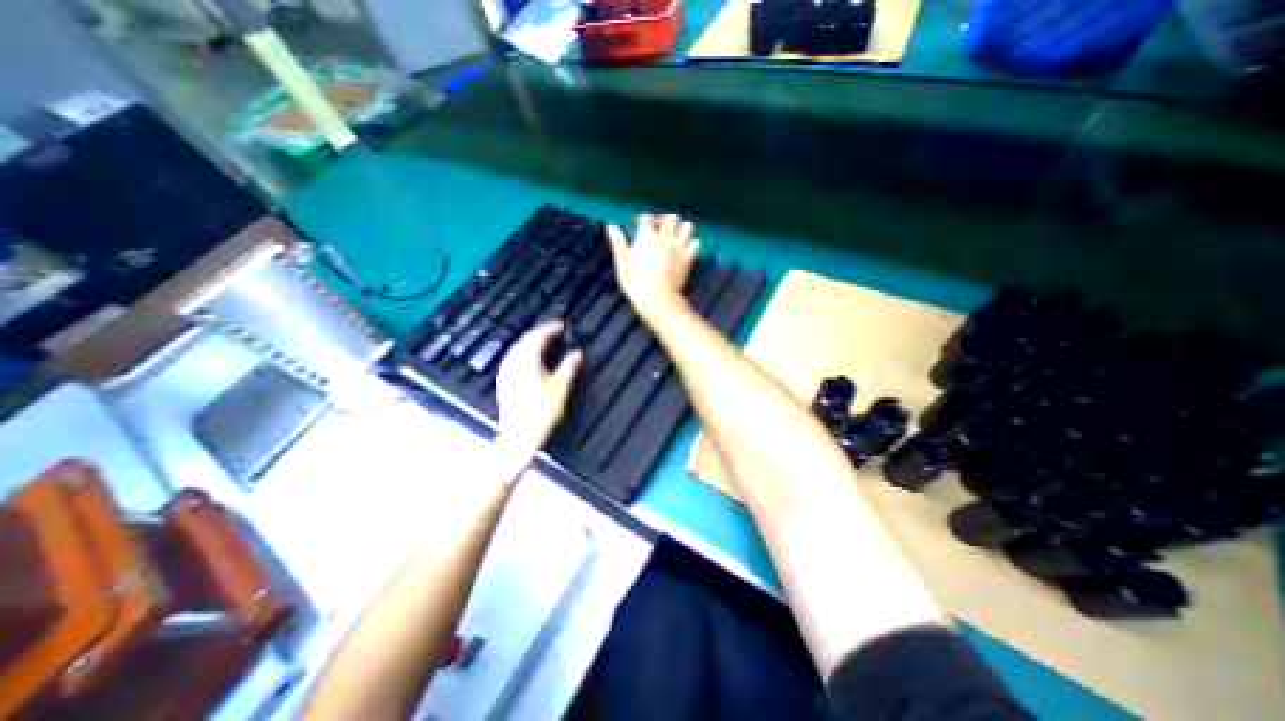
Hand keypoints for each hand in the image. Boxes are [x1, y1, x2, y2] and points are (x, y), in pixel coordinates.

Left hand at [493, 318, 583, 463]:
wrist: (518, 436)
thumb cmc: (541, 412)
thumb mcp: (559, 389)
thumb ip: (568, 368)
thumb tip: (577, 352)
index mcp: (527, 362)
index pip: (537, 337)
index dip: (549, 329)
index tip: (562, 325)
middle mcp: (513, 363)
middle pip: (525, 340)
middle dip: (540, 332)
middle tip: (554, 330)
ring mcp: (505, 372)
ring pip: (517, 348)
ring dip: (530, 340)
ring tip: (543, 339)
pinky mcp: (503, 381)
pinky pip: (512, 356)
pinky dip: (523, 350)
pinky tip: (528, 355)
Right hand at [608, 211, 699, 316]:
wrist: (657, 300)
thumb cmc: (635, 283)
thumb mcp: (622, 264)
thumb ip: (618, 244)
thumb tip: (611, 227)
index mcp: (647, 237)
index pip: (647, 218)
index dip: (643, 220)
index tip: (640, 225)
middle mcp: (665, 238)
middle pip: (670, 218)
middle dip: (665, 220)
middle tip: (660, 228)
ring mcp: (679, 248)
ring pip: (687, 227)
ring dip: (681, 229)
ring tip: (675, 236)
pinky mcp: (688, 259)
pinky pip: (696, 243)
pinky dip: (691, 244)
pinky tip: (685, 249)